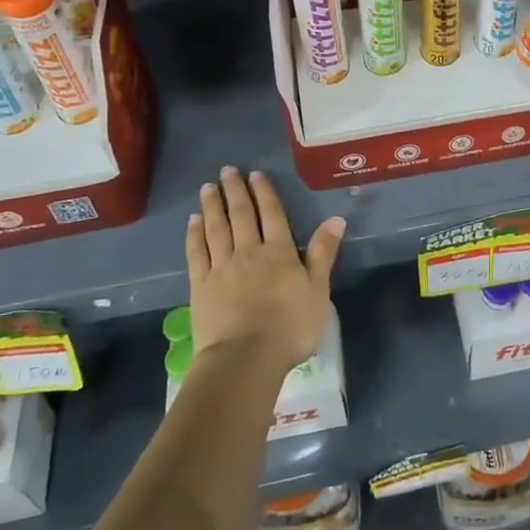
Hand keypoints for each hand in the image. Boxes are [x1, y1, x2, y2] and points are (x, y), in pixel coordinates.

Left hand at [186, 167, 342, 374]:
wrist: (245, 358)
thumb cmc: (289, 327)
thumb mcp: (318, 291)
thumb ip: (323, 254)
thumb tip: (336, 219)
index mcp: (279, 252)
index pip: (271, 214)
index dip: (264, 193)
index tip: (256, 174)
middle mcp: (248, 252)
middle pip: (241, 215)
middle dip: (235, 191)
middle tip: (227, 171)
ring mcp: (221, 268)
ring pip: (216, 229)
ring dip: (213, 206)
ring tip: (208, 187)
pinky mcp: (200, 286)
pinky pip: (197, 253)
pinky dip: (195, 234)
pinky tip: (193, 222)